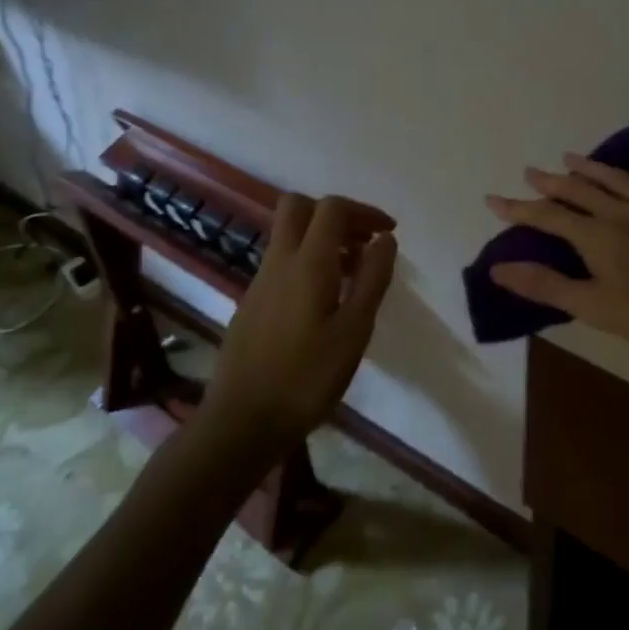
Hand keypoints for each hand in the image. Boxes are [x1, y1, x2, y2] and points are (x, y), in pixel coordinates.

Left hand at [201, 194, 397, 461]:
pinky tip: (325, 303)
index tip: (388, 232)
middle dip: (336, 215)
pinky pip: (282, 263)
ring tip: (353, 276)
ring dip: (322, 240)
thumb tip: (385, 239)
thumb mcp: (353, 332)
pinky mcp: (251, 303)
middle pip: (299, 207)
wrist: (240, 422)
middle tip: (363, 242)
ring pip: (289, 236)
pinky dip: (308, 263)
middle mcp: (279, 262)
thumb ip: (372, 279)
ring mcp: (259, 282)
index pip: (332, 208)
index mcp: (307, 263)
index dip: (363, 211)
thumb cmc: (306, 378)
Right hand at [486, 154, 628, 357]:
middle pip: (579, 190)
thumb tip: (499, 268)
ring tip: (570, 156)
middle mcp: (621, 212)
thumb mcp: (594, 306)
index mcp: (597, 236)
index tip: (492, 198)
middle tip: (531, 171)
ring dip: (590, 167)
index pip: (548, 217)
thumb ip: (546, 286)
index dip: (518, 208)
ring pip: (616, 179)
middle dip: (551, 181)